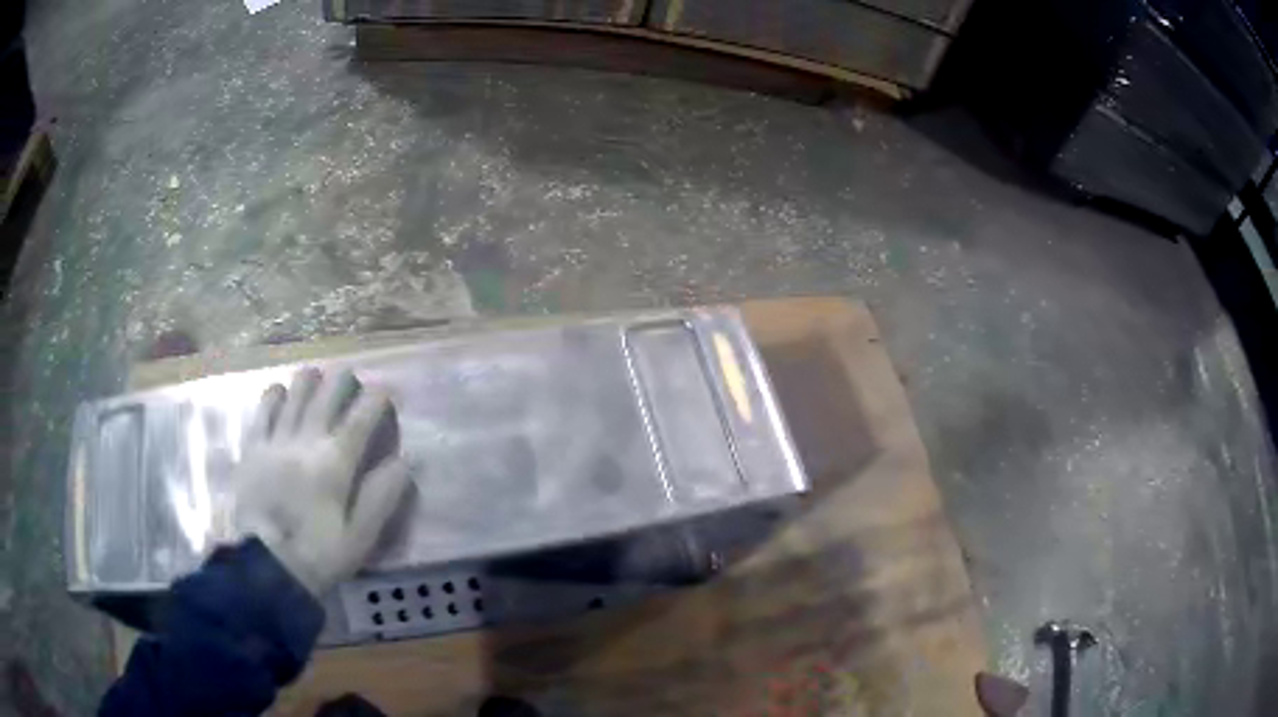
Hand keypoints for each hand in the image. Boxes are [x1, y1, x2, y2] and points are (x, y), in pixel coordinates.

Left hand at [233, 368, 411, 595]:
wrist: (264, 567)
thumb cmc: (317, 555)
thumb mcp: (360, 537)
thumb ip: (381, 497)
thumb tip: (405, 461)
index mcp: (335, 463)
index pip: (361, 417)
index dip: (377, 398)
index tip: (386, 390)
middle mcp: (305, 440)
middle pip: (327, 393)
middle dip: (344, 380)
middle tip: (352, 379)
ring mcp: (275, 439)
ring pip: (295, 392)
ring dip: (310, 380)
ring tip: (318, 379)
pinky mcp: (252, 446)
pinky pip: (263, 407)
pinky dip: (276, 394)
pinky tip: (281, 393)